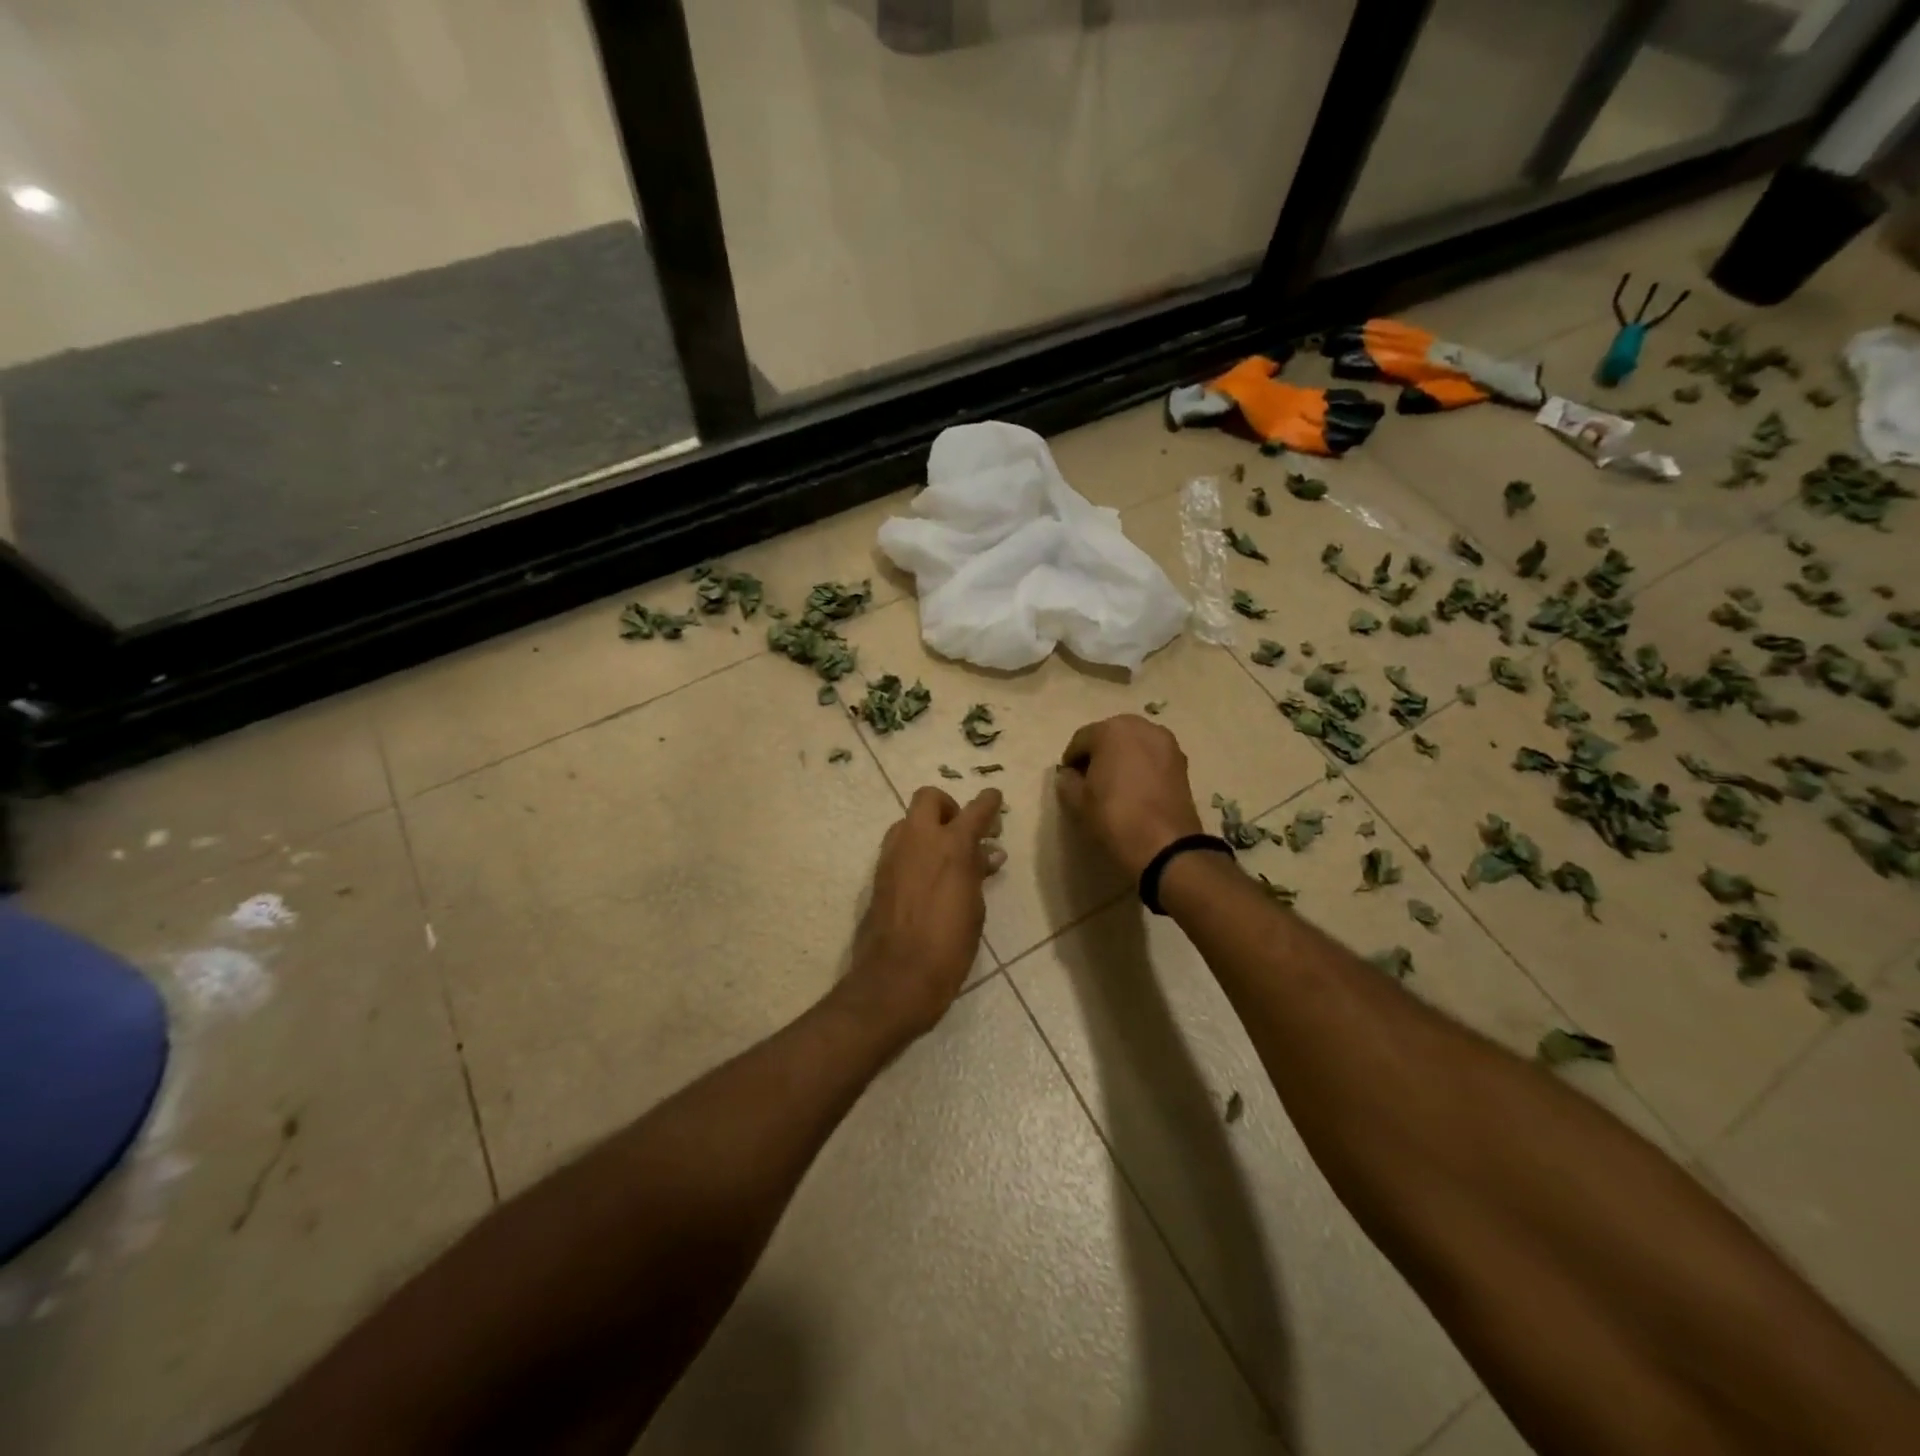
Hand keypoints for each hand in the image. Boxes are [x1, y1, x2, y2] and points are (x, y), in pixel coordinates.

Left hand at [840, 786, 1004, 1039]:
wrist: (897, 977)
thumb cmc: (948, 946)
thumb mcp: (974, 909)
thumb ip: (978, 873)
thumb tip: (987, 854)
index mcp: (952, 846)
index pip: (975, 809)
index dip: (988, 802)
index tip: (995, 799)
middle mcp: (919, 839)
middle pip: (929, 798)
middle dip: (948, 806)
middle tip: (962, 831)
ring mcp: (893, 854)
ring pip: (909, 821)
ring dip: (927, 828)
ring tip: (945, 856)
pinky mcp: (878, 873)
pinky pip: (898, 846)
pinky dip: (914, 849)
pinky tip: (927, 876)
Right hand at [1055, 716, 1203, 878]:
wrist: (1164, 844)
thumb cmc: (1114, 816)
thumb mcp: (1077, 802)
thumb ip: (1067, 782)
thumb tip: (1068, 775)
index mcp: (1111, 730)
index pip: (1081, 739)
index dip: (1071, 759)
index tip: (1068, 779)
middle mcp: (1141, 727)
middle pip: (1110, 735)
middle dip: (1098, 754)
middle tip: (1090, 780)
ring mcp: (1166, 743)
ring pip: (1134, 744)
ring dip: (1122, 758)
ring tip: (1114, 784)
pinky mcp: (1182, 762)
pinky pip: (1153, 757)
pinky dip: (1142, 766)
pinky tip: (1136, 789)